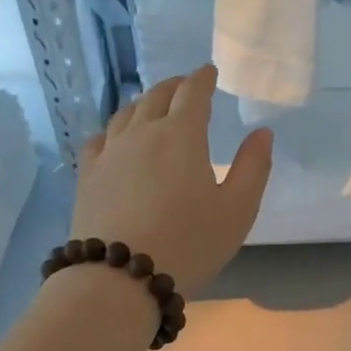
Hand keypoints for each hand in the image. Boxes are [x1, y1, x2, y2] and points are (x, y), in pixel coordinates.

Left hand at [69, 64, 272, 295]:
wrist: (120, 277)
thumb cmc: (189, 243)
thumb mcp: (237, 211)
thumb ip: (254, 168)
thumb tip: (263, 133)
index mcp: (182, 135)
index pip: (192, 93)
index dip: (202, 79)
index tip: (208, 72)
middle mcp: (142, 133)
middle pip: (156, 96)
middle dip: (174, 87)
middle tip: (185, 87)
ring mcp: (109, 153)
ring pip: (126, 114)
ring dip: (144, 104)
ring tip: (153, 107)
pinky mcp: (87, 176)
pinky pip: (99, 139)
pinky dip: (114, 130)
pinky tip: (115, 139)